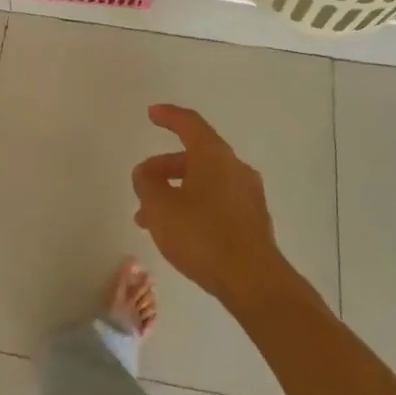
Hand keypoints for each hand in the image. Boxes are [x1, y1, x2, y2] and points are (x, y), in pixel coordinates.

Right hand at [131, 105, 288, 307]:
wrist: (253, 281)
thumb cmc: (202, 235)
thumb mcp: (160, 207)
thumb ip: (147, 184)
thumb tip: (146, 173)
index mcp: (214, 156)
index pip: (190, 124)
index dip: (169, 116)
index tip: (152, 113)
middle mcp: (235, 168)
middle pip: (196, 156)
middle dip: (165, 167)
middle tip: (142, 183)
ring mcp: (248, 195)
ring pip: (204, 183)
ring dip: (176, 192)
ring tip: (149, 218)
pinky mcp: (253, 221)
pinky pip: (217, 203)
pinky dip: (194, 207)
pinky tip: (177, 232)